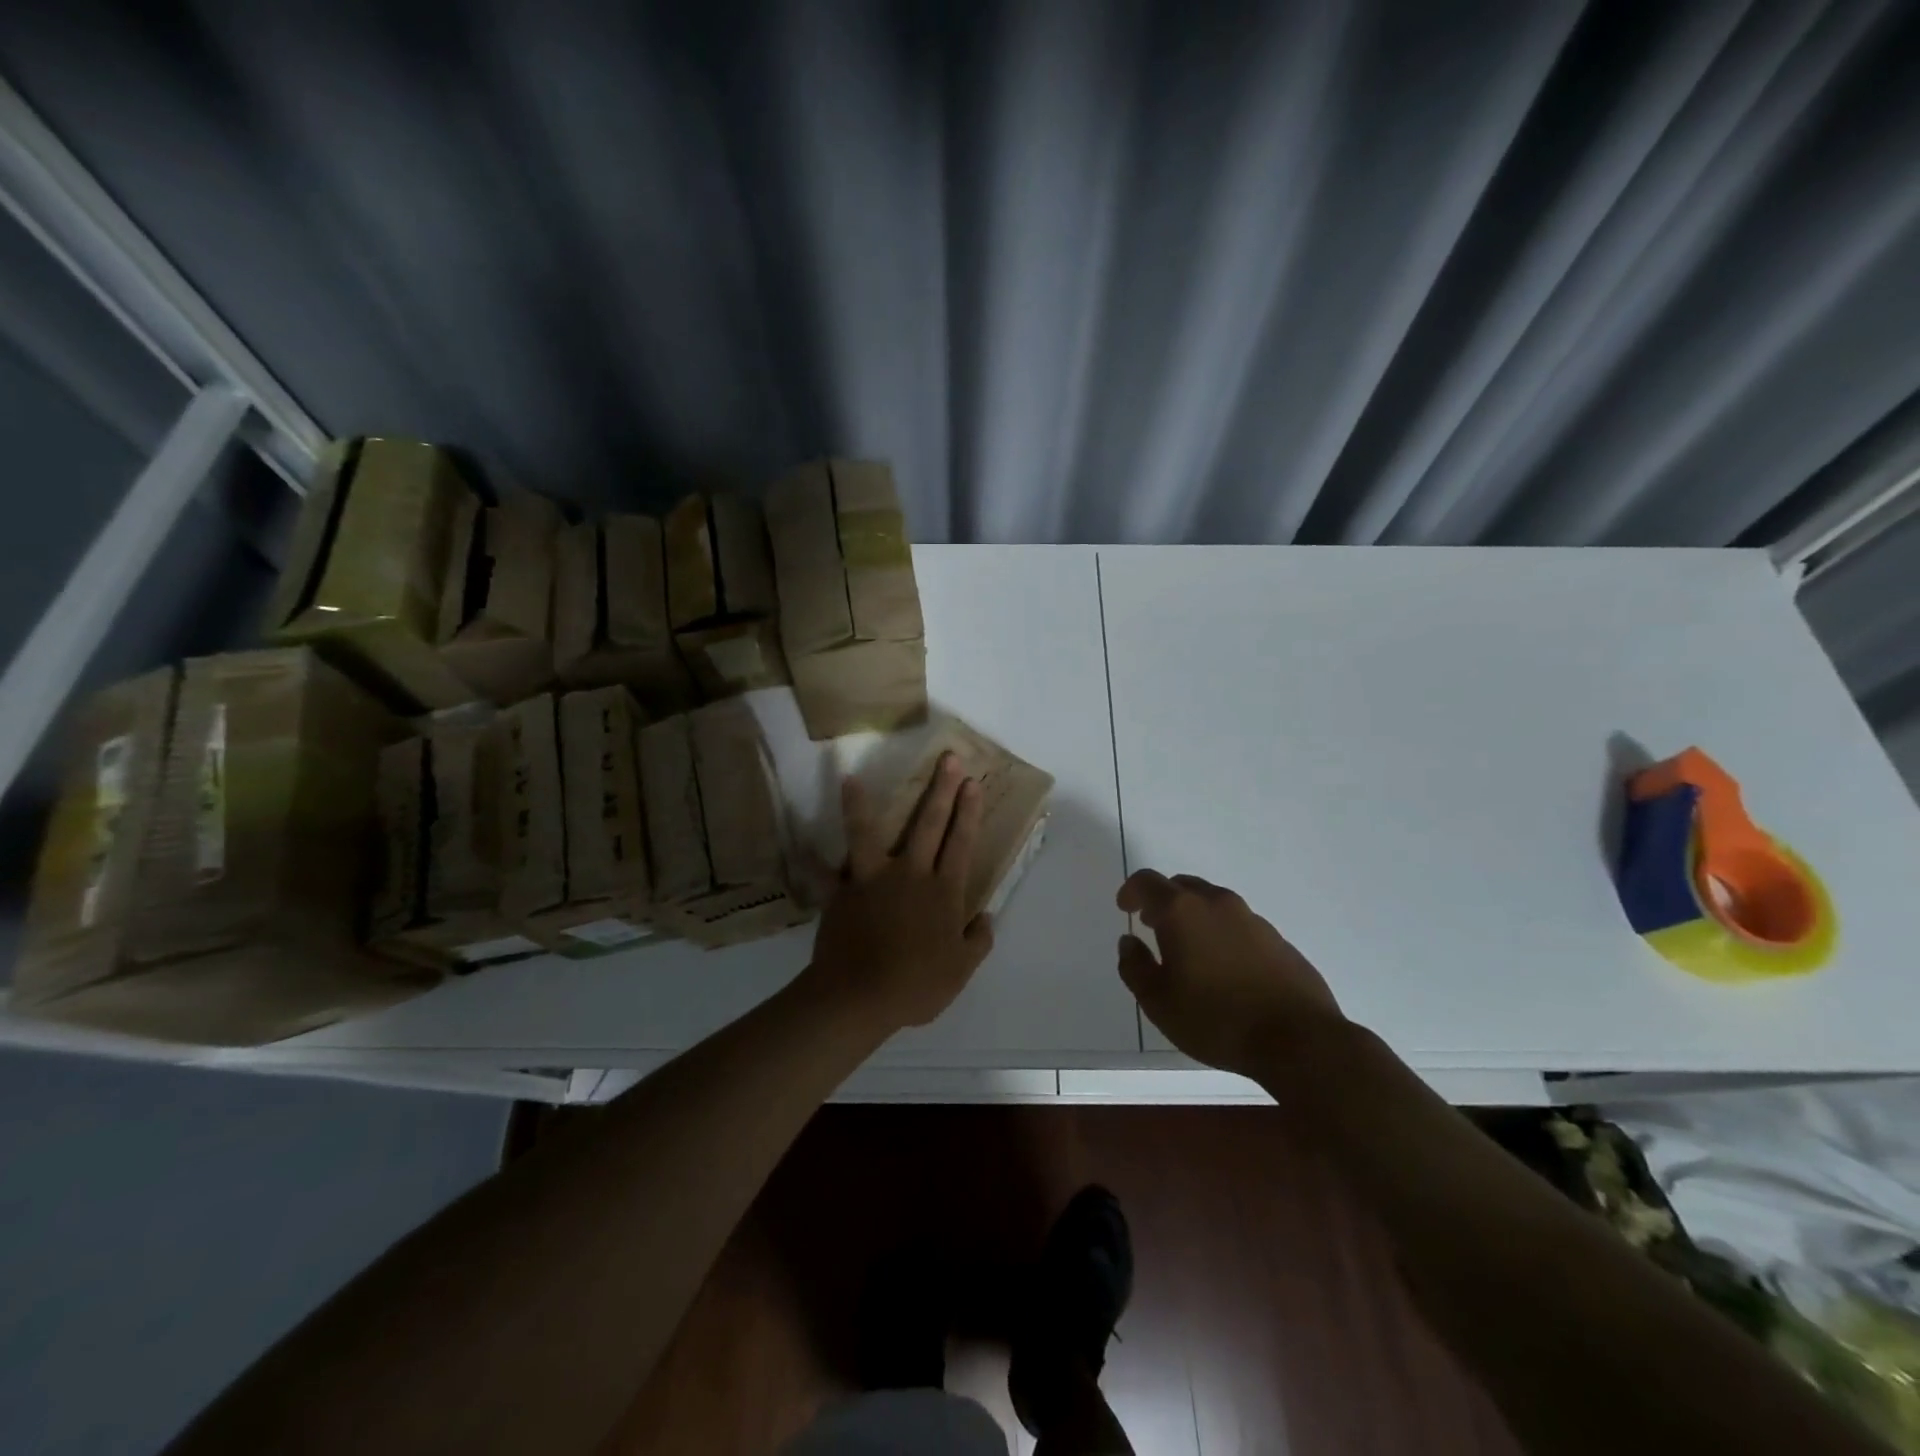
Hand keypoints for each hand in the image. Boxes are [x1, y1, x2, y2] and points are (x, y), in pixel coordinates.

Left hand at [805, 752, 995, 1032]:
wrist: (861, 997)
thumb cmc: (917, 985)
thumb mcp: (962, 970)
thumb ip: (978, 940)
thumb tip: (987, 917)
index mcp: (943, 891)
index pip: (961, 842)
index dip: (969, 811)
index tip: (973, 782)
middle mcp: (910, 874)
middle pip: (929, 824)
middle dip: (941, 789)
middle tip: (948, 758)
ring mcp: (872, 879)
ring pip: (868, 832)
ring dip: (861, 804)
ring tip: (853, 778)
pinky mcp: (841, 893)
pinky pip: (823, 874)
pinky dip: (810, 862)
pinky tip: (799, 845)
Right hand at [1116, 870, 1343, 1078]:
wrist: (1298, 1040)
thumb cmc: (1215, 1019)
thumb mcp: (1158, 1001)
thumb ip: (1135, 966)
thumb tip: (1129, 942)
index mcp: (1182, 911)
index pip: (1148, 882)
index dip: (1131, 891)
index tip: (1125, 908)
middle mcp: (1217, 903)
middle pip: (1182, 886)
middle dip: (1163, 901)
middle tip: (1153, 926)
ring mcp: (1253, 920)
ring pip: (1214, 903)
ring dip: (1195, 917)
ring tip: (1189, 951)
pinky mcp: (1279, 941)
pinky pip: (1240, 925)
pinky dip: (1223, 934)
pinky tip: (1224, 969)